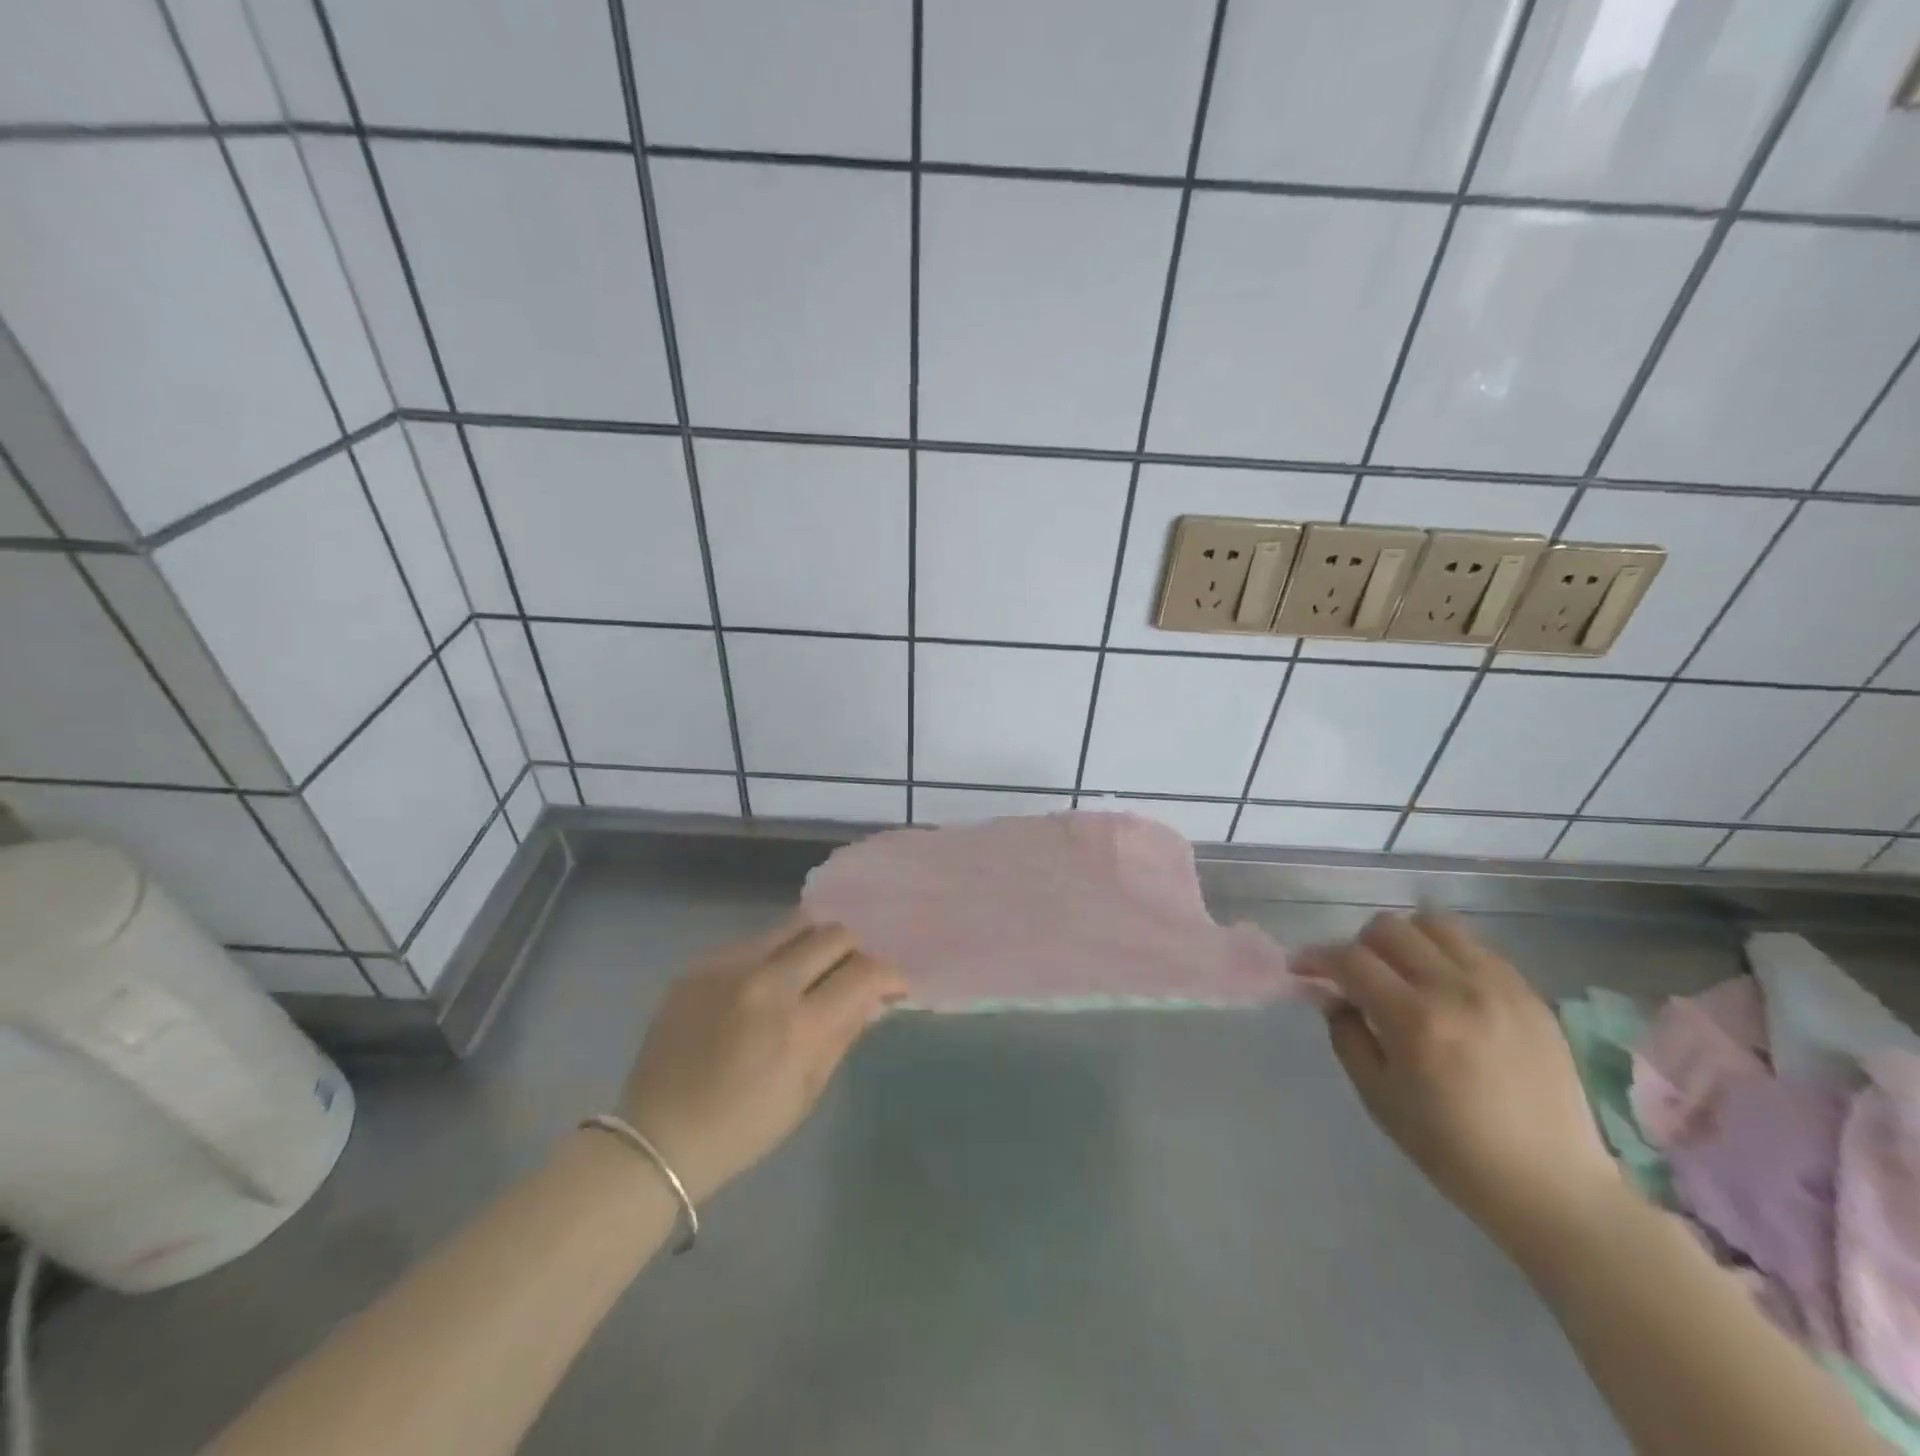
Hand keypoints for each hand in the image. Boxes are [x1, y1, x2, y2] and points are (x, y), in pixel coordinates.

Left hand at [617, 915, 906, 1203]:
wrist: (657, 1136)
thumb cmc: (743, 1128)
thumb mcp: (807, 1091)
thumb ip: (844, 1033)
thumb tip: (873, 995)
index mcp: (798, 1026)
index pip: (864, 972)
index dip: (889, 974)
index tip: (892, 985)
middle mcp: (767, 982)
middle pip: (833, 934)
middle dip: (853, 952)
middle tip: (848, 976)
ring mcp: (729, 967)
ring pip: (794, 925)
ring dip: (813, 945)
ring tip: (808, 972)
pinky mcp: (700, 964)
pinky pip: (753, 942)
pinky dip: (772, 958)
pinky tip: (761, 988)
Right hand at [1299, 911, 1622, 1256]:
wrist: (1553, 1186)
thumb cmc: (1452, 1150)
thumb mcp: (1379, 1098)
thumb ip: (1347, 1036)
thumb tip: (1333, 996)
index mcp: (1415, 1020)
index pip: (1350, 959)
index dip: (1317, 958)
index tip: (1301, 968)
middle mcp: (1456, 989)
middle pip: (1389, 928)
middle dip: (1359, 945)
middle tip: (1354, 976)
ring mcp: (1499, 987)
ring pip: (1435, 924)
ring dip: (1406, 939)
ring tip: (1403, 971)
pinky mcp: (1529, 994)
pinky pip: (1476, 947)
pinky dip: (1447, 954)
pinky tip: (1445, 987)